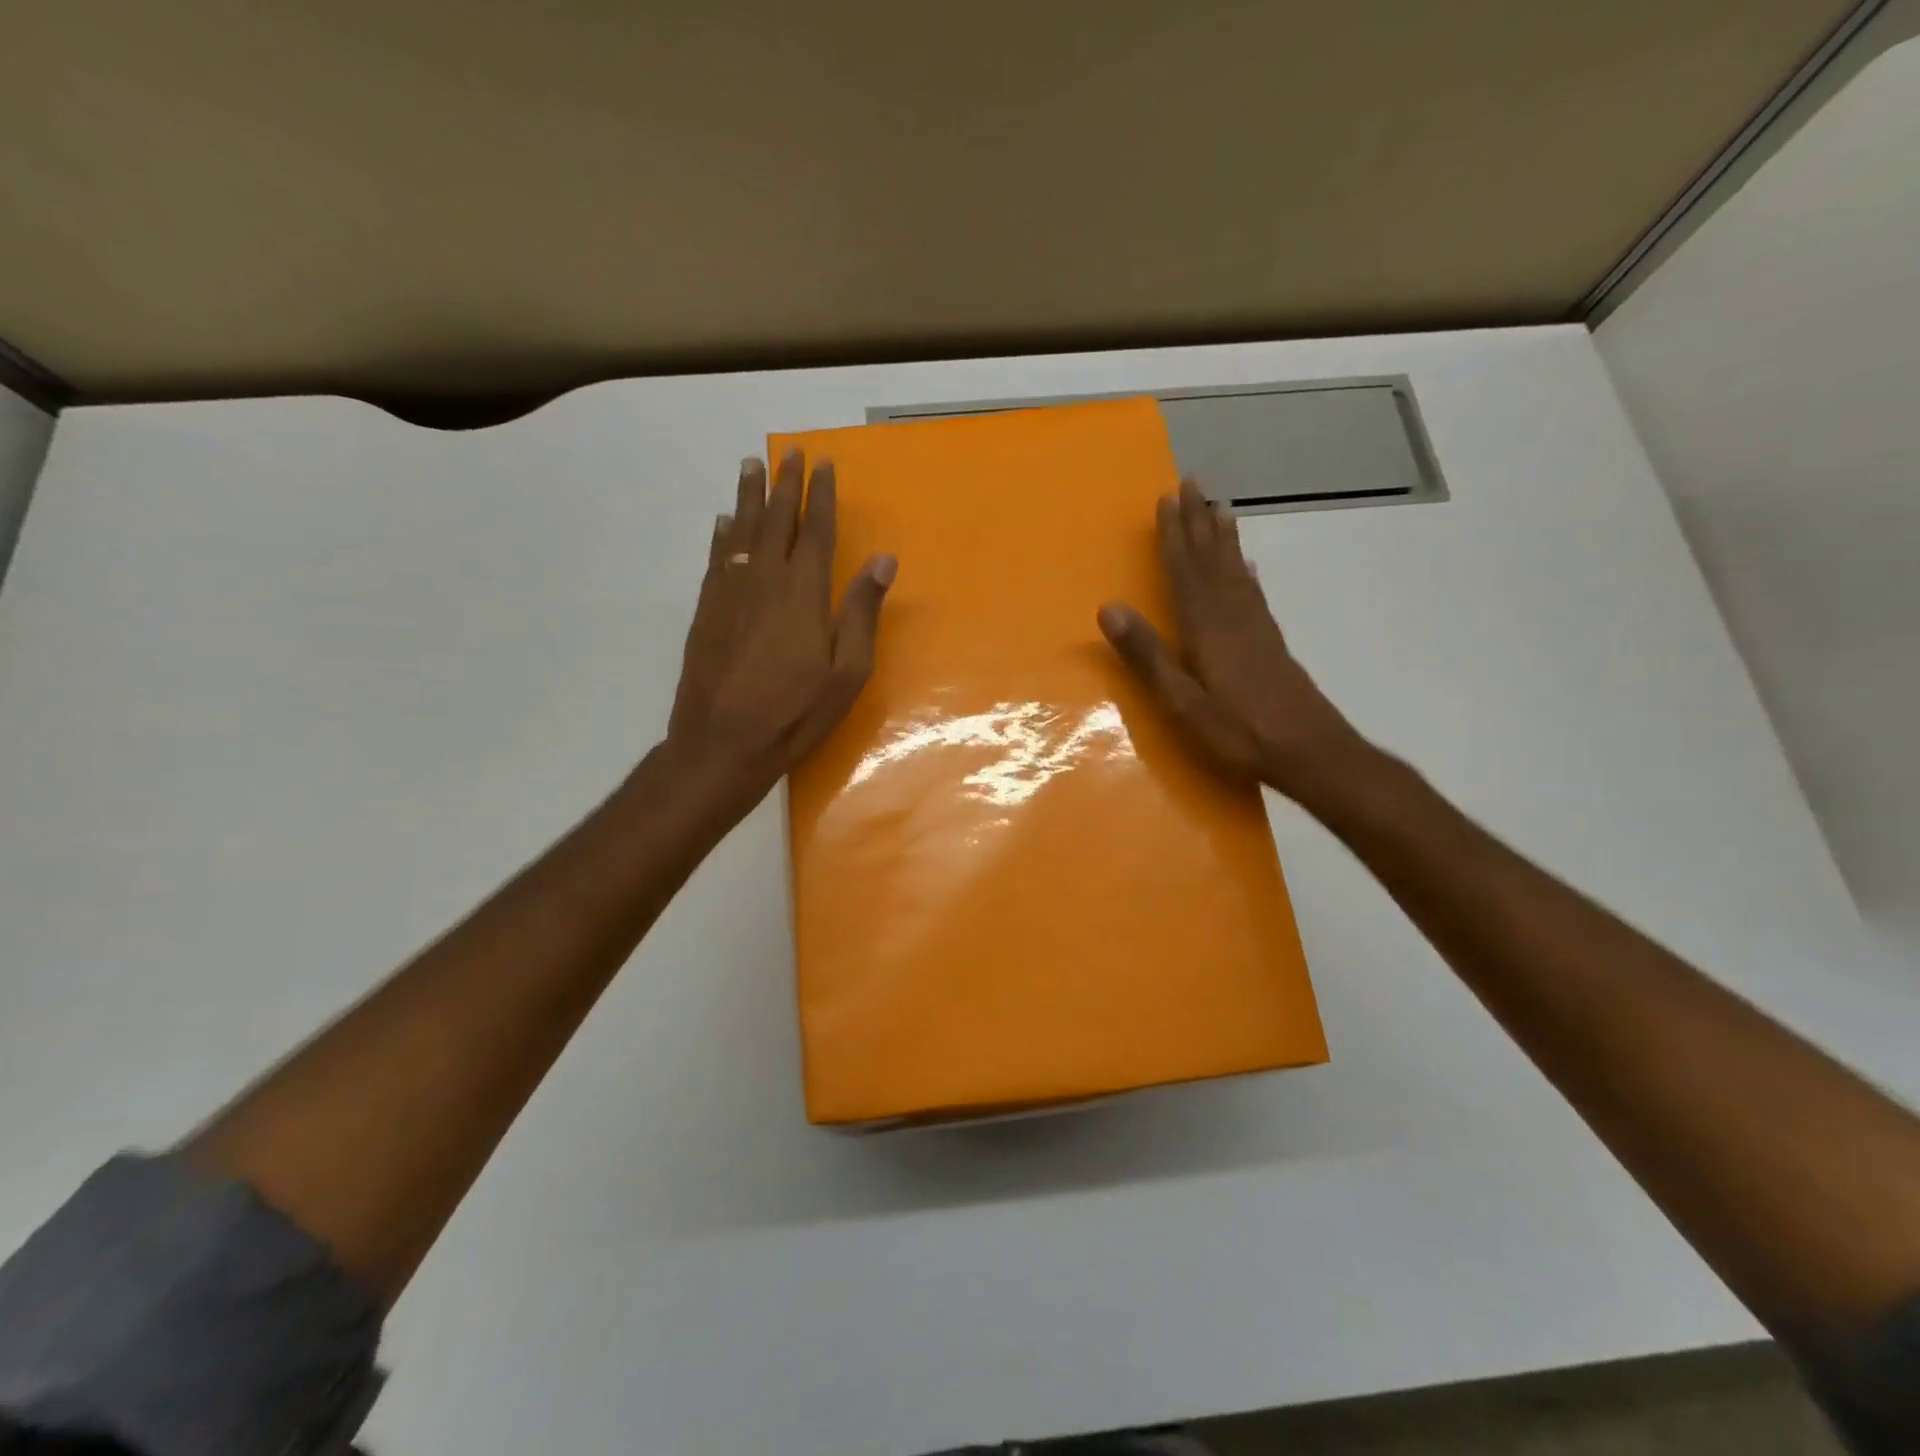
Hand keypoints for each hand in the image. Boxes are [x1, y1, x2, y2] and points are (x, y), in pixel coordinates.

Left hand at [668, 450, 895, 804]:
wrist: (722, 741)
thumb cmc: (795, 711)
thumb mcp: (847, 671)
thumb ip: (862, 612)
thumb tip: (883, 559)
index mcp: (803, 591)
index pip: (814, 529)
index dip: (820, 495)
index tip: (822, 464)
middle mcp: (764, 579)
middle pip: (775, 520)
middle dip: (784, 484)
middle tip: (788, 453)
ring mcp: (730, 592)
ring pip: (741, 531)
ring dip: (748, 497)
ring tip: (751, 467)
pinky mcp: (707, 610)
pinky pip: (717, 558)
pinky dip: (722, 535)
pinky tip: (724, 523)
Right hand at [1097, 480, 1362, 798]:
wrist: (1310, 751)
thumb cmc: (1238, 730)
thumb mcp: (1182, 701)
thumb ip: (1147, 655)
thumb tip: (1109, 608)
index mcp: (1206, 627)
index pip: (1184, 570)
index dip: (1174, 535)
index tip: (1166, 499)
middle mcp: (1233, 616)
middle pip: (1212, 559)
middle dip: (1199, 521)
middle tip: (1193, 482)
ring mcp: (1256, 627)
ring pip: (1234, 570)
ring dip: (1223, 537)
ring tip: (1218, 508)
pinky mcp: (1271, 642)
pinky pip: (1253, 592)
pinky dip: (1244, 571)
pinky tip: (1245, 566)